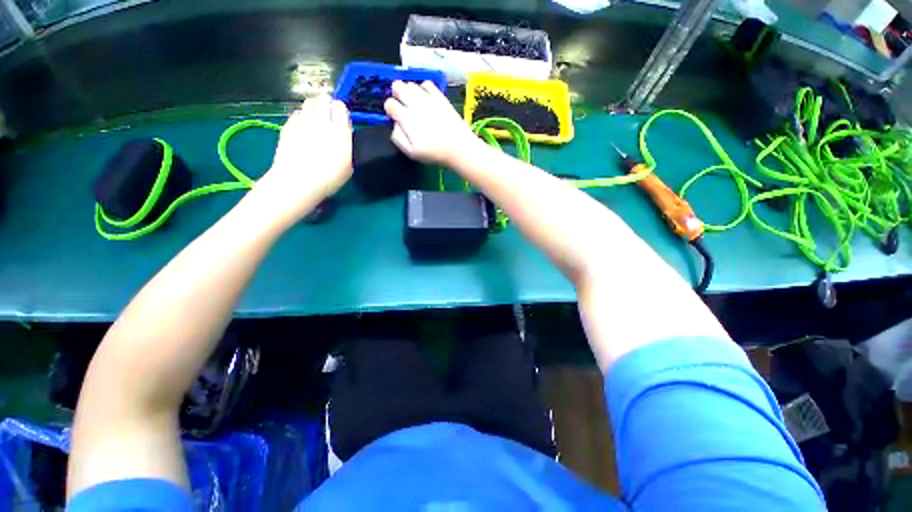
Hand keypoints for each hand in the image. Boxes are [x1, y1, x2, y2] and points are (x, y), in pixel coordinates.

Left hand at [255, 95, 352, 222]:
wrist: (298, 182)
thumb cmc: (328, 179)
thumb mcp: (348, 165)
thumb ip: (347, 145)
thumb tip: (344, 135)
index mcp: (340, 132)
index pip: (341, 107)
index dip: (341, 110)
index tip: (341, 118)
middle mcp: (322, 122)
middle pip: (323, 99)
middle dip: (327, 104)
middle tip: (328, 115)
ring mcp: (302, 122)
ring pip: (309, 103)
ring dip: (314, 108)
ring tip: (315, 119)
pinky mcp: (288, 125)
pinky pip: (296, 114)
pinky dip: (301, 117)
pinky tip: (303, 129)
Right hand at [384, 81, 478, 165]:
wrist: (459, 147)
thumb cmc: (434, 153)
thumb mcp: (412, 153)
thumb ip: (398, 138)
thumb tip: (395, 124)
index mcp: (407, 119)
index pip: (389, 104)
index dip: (390, 110)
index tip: (396, 117)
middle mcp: (415, 104)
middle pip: (397, 86)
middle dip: (397, 95)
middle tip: (403, 107)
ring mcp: (428, 98)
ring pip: (410, 84)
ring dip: (409, 92)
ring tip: (415, 104)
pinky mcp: (440, 96)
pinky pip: (426, 83)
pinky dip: (423, 89)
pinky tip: (426, 99)